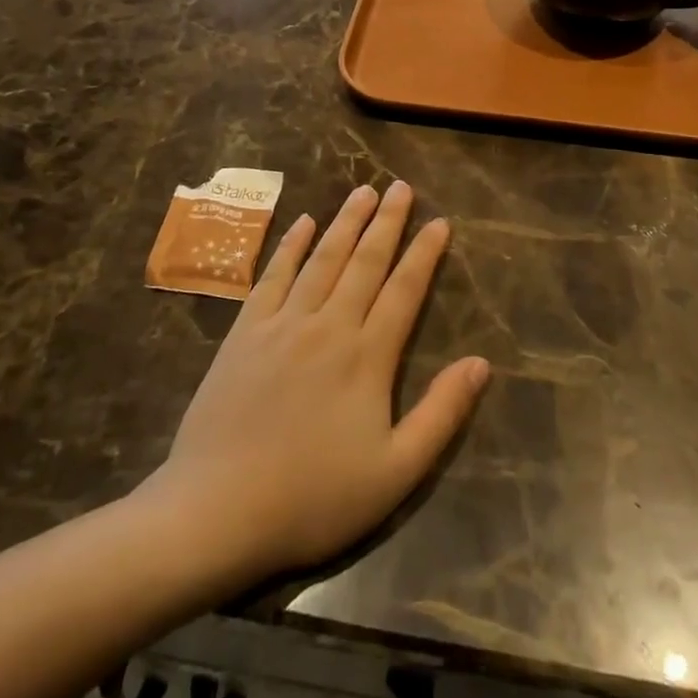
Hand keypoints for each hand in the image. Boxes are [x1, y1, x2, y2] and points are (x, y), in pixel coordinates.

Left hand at [145, 182, 488, 584]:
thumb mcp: (395, 472)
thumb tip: (481, 363)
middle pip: (364, 262)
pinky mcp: (244, 333)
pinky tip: (303, 223)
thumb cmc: (313, 498)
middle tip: (401, 187)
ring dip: (345, 222)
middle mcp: (328, 326)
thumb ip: (441, 414)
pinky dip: (291, 246)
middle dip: (387, 222)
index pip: (404, 291)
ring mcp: (282, 324)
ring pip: (322, 259)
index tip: (440, 222)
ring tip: (363, 191)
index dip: (424, 254)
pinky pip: (272, 276)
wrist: (216, 511)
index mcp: (367, 357)